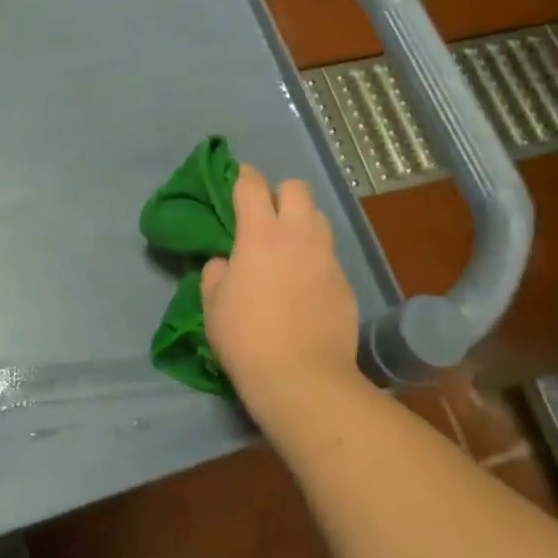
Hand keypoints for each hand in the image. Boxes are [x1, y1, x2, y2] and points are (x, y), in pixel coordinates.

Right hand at [201, 165, 360, 426]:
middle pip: (296, 188)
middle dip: (279, 193)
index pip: (252, 184)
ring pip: (318, 219)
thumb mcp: (213, 307)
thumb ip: (216, 274)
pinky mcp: (345, 283)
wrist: (304, 380)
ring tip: (287, 248)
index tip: (235, 181)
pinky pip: (328, 257)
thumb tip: (225, 263)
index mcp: (260, 233)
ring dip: (301, 223)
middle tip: (264, 218)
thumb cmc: (247, 339)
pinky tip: (304, 287)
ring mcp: (326, 258)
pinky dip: (314, 260)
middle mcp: (298, 235)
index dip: (242, 176)